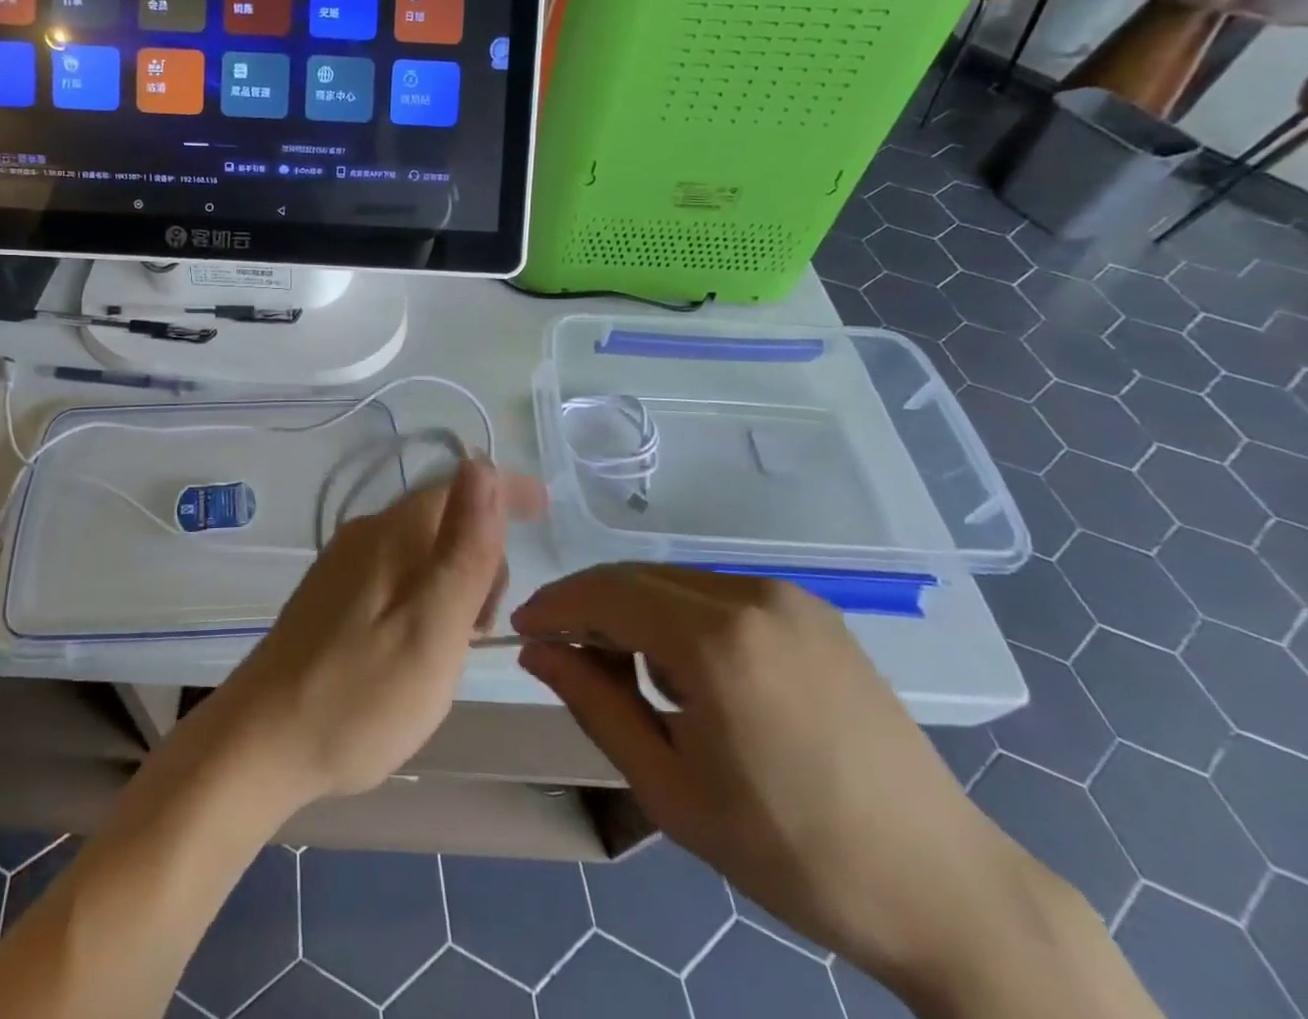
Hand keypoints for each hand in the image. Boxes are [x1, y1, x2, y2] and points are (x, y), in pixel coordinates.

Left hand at [202, 460, 545, 808]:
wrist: (260, 744)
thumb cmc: (360, 695)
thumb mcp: (432, 626)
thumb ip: (464, 547)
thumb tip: (481, 463)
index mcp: (391, 533)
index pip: (460, 485)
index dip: (505, 490)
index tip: (544, 507)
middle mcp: (365, 535)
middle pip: (442, 520)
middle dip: (481, 556)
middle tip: (485, 628)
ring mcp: (342, 565)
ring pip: (420, 551)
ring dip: (454, 584)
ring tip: (455, 649)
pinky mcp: (330, 597)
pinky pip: (396, 576)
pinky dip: (425, 599)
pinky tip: (418, 649)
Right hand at [512, 566, 1070, 1000]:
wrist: (941, 887)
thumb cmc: (789, 851)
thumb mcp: (669, 788)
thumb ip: (593, 703)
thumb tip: (537, 652)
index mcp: (714, 641)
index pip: (603, 593)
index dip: (553, 606)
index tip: (521, 630)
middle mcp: (749, 595)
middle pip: (636, 577)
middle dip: (588, 606)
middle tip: (563, 654)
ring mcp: (787, 596)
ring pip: (674, 579)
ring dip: (633, 610)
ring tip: (630, 673)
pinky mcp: (813, 608)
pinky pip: (717, 592)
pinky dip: (679, 615)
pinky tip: (690, 671)